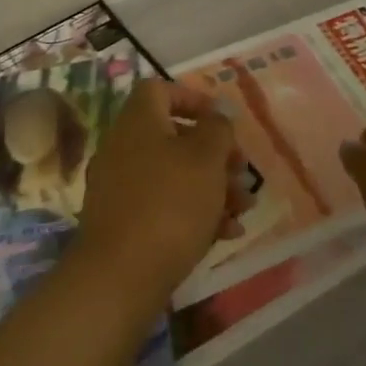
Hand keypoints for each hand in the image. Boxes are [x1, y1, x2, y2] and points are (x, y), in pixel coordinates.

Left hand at [73, 79, 252, 314]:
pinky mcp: (124, 223)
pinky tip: (226, 233)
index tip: (223, 121)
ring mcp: (121, 187)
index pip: (161, 90)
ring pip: (174, 175)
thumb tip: (217, 115)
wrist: (121, 275)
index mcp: (138, 122)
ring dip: (213, 186)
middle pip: (174, 137)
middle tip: (242, 171)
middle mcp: (124, 148)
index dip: (194, 99)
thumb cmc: (171, 202)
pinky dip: (195, 213)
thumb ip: (218, 129)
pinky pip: (164, 205)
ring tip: (245, 208)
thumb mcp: (206, 158)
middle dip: (215, 153)